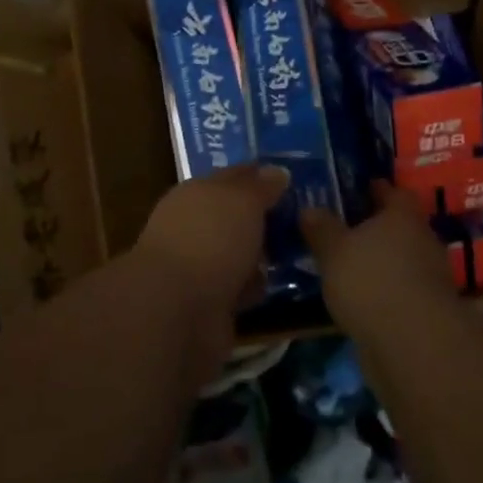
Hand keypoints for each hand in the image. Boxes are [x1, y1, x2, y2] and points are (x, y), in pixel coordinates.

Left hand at [133, 163, 290, 342]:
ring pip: (238, 252)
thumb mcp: (242, 201)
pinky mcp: (207, 303)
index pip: (233, 177)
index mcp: (196, 193)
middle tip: (305, 218)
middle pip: (236, 216)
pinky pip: (238, 287)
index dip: (261, 176)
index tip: (293, 179)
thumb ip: (260, 186)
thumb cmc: (210, 240)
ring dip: (261, 254)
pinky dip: (254, 287)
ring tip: (300, 252)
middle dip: (264, 217)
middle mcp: (194, 226)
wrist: (177, 311)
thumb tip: (277, 171)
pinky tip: (280, 286)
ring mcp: (199, 266)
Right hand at [301, 183, 456, 336]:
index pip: (394, 192)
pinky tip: (362, 298)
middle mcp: (422, 240)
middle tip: (347, 228)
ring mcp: (430, 278)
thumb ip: (321, 228)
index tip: (359, 189)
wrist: (413, 344)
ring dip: (382, 262)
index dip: (378, 190)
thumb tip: (309, 209)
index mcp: (403, 216)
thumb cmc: (371, 280)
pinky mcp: (428, 311)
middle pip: (401, 226)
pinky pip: (402, 290)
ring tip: (351, 266)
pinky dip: (385, 291)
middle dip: (377, 227)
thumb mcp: (333, 249)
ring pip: (402, 259)